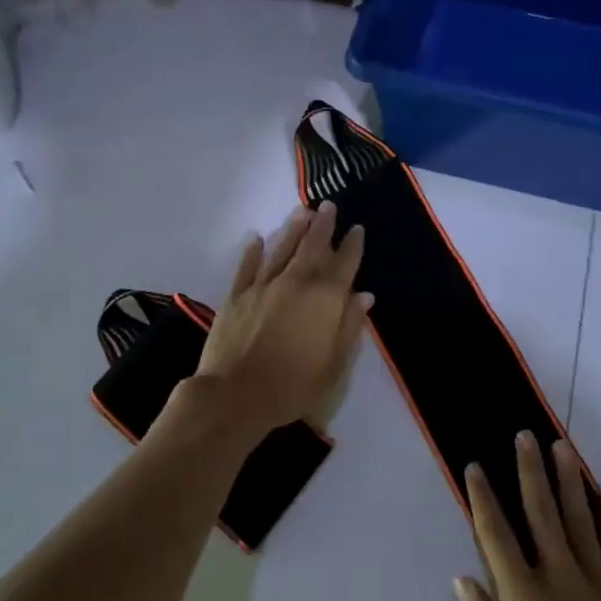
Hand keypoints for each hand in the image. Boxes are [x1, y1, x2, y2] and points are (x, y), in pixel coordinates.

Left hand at [196, 202, 371, 435]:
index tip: (356, 228)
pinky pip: (247, 266)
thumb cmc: (293, 385)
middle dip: (323, 225)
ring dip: (293, 228)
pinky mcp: (237, 296)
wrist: (236, 395)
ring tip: (302, 211)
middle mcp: (296, 283)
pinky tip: (256, 238)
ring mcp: (263, 286)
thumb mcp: (334, 364)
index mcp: (325, 299)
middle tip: (328, 205)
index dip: (352, 245)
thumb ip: (350, 326)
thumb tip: (364, 296)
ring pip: (281, 249)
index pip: (344, 264)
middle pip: (313, 246)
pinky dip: (252, 251)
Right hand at [455, 433, 600, 600]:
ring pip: (580, 516)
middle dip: (529, 471)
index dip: (483, 499)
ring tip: (560, 446)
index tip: (475, 467)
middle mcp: (560, 575)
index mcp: (525, 598)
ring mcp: (598, 579)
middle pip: (541, 511)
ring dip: (568, 478)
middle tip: (523, 436)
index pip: (496, 536)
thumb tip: (462, 579)